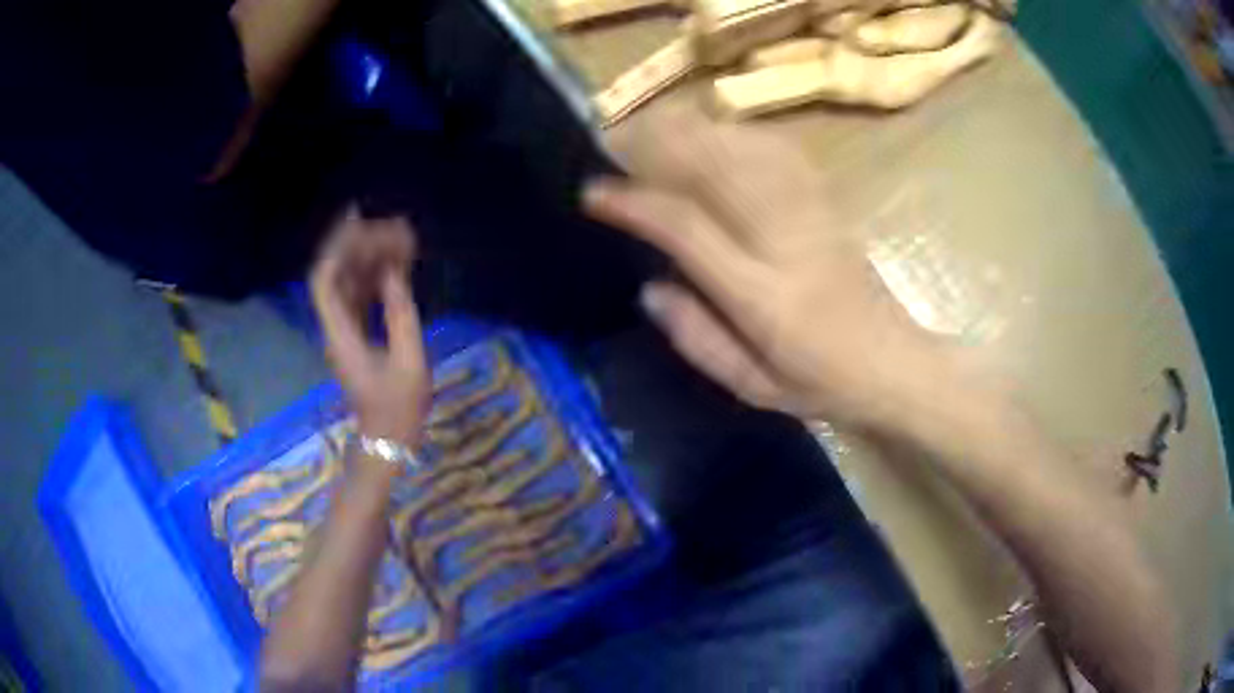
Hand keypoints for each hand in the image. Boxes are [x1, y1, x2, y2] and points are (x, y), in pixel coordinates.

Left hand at [310, 208, 429, 448]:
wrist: (387, 441)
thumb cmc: (399, 408)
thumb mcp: (409, 363)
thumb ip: (401, 315)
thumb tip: (394, 274)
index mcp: (341, 335)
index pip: (325, 282)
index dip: (338, 248)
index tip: (360, 222)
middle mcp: (335, 328)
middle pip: (336, 275)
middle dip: (359, 245)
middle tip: (392, 226)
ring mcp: (344, 332)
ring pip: (348, 283)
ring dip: (370, 258)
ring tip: (400, 237)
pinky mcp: (356, 336)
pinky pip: (360, 296)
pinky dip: (376, 276)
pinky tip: (397, 264)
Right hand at [584, 108, 946, 427]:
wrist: (894, 363)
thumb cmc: (821, 385)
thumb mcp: (752, 386)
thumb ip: (697, 339)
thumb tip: (650, 288)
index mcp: (762, 296)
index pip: (687, 230)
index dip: (635, 204)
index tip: (594, 192)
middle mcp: (787, 243)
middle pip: (717, 168)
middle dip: (660, 144)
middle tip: (616, 141)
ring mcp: (814, 217)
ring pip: (747, 150)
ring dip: (695, 131)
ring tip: (654, 128)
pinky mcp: (830, 206)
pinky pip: (781, 153)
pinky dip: (740, 134)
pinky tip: (716, 133)